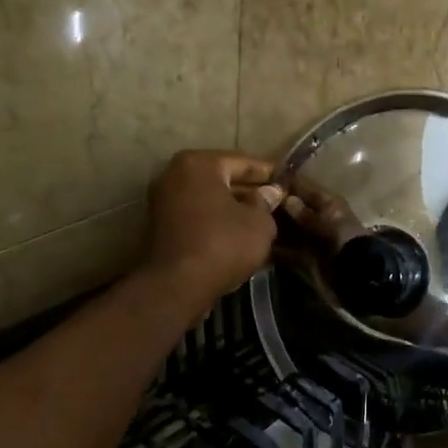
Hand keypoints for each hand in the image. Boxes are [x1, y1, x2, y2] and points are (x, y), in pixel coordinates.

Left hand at [142, 150, 285, 306]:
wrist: (177, 285)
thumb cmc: (223, 244)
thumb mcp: (259, 223)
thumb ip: (265, 203)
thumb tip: (269, 193)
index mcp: (199, 164)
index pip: (243, 162)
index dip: (269, 173)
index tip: (287, 181)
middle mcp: (175, 175)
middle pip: (222, 179)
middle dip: (250, 191)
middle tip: (277, 202)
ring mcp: (163, 201)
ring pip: (209, 199)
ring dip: (234, 208)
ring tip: (263, 220)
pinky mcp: (160, 226)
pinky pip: (198, 216)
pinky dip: (217, 222)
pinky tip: (240, 235)